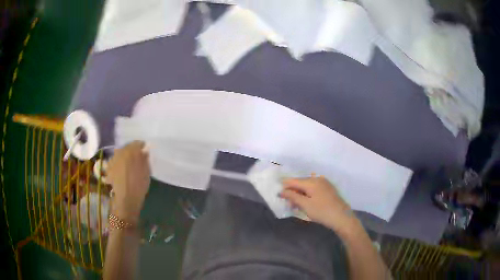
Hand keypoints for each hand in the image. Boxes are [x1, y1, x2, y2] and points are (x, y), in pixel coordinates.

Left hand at [107, 141, 150, 223]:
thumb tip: (144, 150)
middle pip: (127, 148)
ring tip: (129, 166)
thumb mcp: (147, 171)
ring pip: (120, 155)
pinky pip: (115, 163)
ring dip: (124, 158)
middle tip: (137, 159)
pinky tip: (122, 173)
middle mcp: (120, 152)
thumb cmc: (139, 184)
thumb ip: (145, 158)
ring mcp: (113, 160)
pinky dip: (118, 165)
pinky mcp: (109, 168)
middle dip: (132, 152)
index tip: (145, 152)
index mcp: (131, 150)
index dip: (142, 147)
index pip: (137, 143)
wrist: (126, 198)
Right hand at [280, 176, 355, 231]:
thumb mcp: (305, 205)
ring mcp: (324, 184)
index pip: (293, 181)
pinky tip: (306, 203)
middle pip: (300, 182)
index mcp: (311, 181)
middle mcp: (318, 179)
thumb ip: (292, 196)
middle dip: (292, 191)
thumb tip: (281, 191)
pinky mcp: (328, 189)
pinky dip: (307, 195)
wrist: (342, 217)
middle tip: (288, 204)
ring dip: (300, 194)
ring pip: (307, 186)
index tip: (278, 195)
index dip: (284, 187)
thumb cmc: (322, 211)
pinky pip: (314, 189)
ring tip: (296, 206)